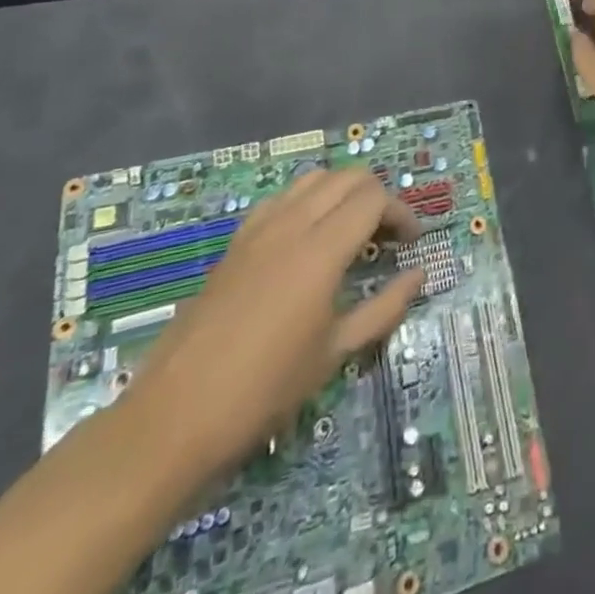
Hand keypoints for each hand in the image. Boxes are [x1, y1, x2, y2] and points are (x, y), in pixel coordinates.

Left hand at [123, 168, 423, 481]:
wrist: (175, 417)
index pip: (373, 198)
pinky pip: (281, 198)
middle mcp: (292, 224)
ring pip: (313, 179)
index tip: (411, 242)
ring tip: (352, 231)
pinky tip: (306, 239)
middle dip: (376, 197)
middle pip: (347, 177)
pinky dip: (306, 202)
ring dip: (341, 193)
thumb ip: (384, 307)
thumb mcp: (335, 353)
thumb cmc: (265, 390)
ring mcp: (259, 228)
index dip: (400, 213)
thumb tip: (419, 274)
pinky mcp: (236, 241)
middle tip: (387, 236)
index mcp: (322, 249)